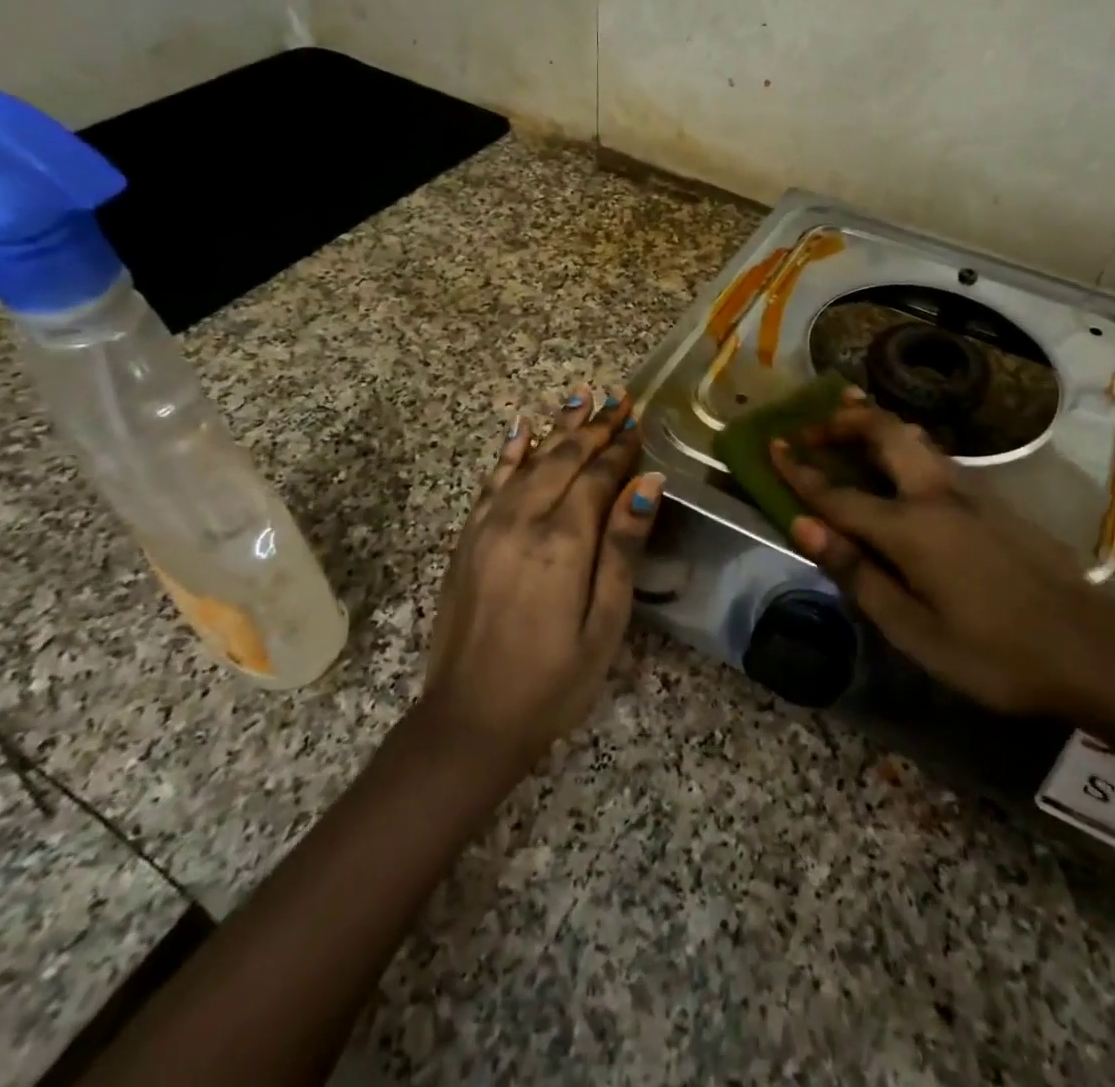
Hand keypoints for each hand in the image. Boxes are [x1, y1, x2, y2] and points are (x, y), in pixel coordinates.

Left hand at [422, 387, 664, 771]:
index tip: (639, 421)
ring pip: (528, 461)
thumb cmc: (554, 680)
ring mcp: (488, 527)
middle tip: (618, 398)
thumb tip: (647, 482)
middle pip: (563, 459)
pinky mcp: (467, 539)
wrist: (470, 720)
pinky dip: (510, 453)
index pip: (598, 478)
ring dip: (557, 428)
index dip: (621, 449)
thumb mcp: (605, 623)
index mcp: (563, 542)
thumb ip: (623, 547)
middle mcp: (522, 521)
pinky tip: (521, 431)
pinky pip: (491, 482)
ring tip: (579, 396)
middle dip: (594, 427)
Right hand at [769, 396, 1114, 719]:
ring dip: (874, 424)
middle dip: (841, 422)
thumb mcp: (914, 631)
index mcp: (911, 529)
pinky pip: (935, 455)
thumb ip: (857, 574)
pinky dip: (902, 443)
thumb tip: (804, 527)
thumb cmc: (996, 653)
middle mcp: (937, 495)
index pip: (838, 494)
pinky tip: (900, 459)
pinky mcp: (994, 500)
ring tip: (847, 419)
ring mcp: (971, 492)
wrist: (1097, 648)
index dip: (800, 472)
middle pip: (883, 434)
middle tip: (810, 428)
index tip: (771, 446)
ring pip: (913, 437)